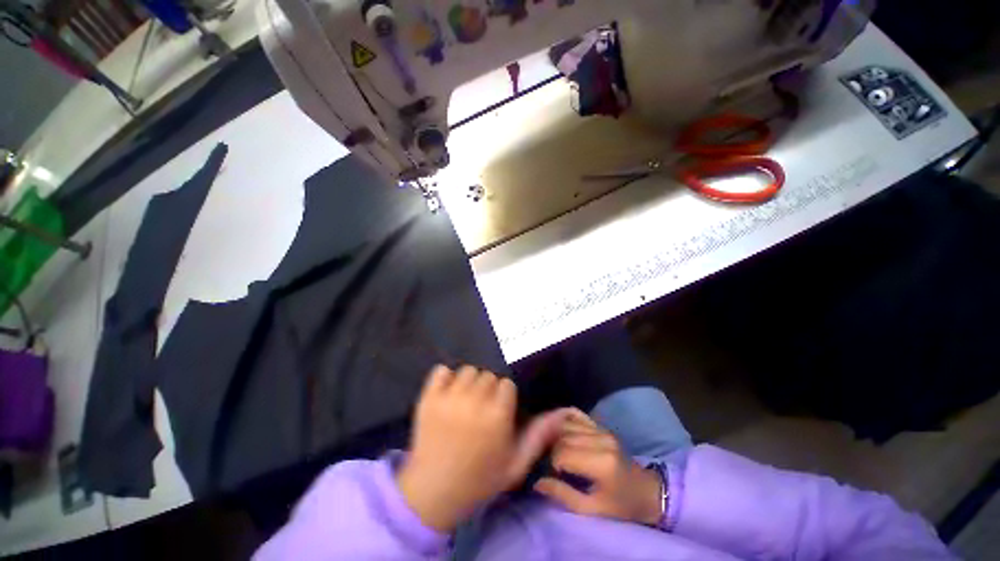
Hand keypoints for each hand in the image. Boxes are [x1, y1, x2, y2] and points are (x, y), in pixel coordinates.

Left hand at [397, 365, 569, 532]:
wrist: (433, 494)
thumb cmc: (479, 480)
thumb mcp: (516, 464)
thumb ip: (539, 436)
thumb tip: (563, 413)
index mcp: (497, 416)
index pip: (507, 384)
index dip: (505, 397)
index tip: (499, 410)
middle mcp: (474, 401)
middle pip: (488, 375)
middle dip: (488, 389)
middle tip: (482, 408)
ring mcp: (448, 398)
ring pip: (467, 371)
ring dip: (469, 382)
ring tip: (465, 401)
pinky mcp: (428, 398)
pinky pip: (441, 371)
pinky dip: (445, 378)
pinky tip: (448, 393)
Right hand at [534, 410, 662, 525]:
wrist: (648, 491)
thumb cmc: (621, 505)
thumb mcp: (592, 509)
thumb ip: (564, 495)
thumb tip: (537, 482)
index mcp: (601, 463)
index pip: (563, 453)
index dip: (554, 465)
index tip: (557, 476)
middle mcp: (601, 440)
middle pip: (563, 437)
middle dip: (554, 451)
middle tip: (558, 467)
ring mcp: (602, 429)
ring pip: (567, 425)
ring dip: (559, 437)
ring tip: (562, 453)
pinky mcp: (602, 426)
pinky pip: (576, 416)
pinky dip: (566, 422)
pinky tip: (564, 434)